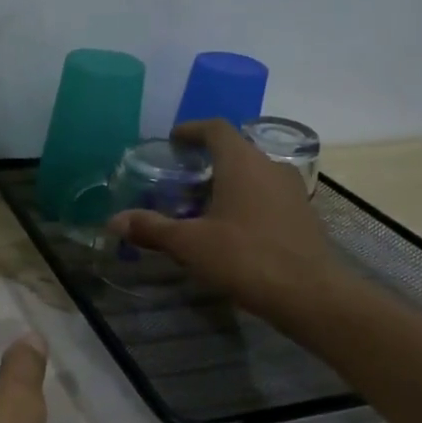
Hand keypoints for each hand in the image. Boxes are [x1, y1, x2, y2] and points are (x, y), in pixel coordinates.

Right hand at [109, 118, 341, 320]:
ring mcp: (291, 190)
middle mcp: (270, 166)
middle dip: (207, 160)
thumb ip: (151, 228)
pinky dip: (246, 200)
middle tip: (181, 178)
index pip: (216, 128)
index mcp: (242, 162)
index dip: (192, 130)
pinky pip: (267, 195)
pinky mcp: (302, 214)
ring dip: (228, 182)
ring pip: (253, 174)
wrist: (308, 294)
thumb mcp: (189, 244)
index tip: (173, 140)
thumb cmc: (244, 258)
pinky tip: (231, 227)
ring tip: (202, 204)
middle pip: (235, 150)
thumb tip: (113, 221)